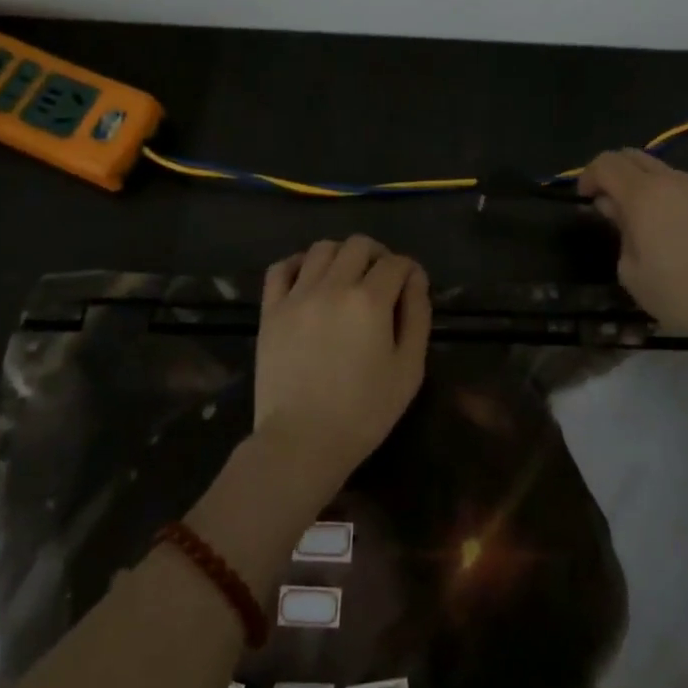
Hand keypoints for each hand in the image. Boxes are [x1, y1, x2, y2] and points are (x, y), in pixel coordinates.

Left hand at [254, 235, 431, 502]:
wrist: (301, 442)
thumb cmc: (364, 412)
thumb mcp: (409, 369)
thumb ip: (417, 316)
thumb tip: (416, 280)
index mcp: (370, 301)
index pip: (396, 263)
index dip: (409, 269)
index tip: (411, 285)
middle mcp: (332, 286)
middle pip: (358, 245)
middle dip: (378, 255)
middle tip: (382, 279)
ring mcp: (297, 296)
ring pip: (321, 249)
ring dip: (341, 255)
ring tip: (347, 277)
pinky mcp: (271, 310)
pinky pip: (281, 268)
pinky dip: (298, 263)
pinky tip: (309, 278)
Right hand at [578, 149, 687, 354]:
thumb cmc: (684, 297)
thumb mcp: (633, 275)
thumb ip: (620, 232)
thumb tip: (616, 208)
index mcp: (644, 197)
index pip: (607, 163)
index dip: (589, 175)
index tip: (586, 197)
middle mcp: (676, 182)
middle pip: (636, 157)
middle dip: (617, 174)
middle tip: (613, 202)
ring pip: (670, 176)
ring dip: (653, 191)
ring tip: (658, 226)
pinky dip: (684, 204)